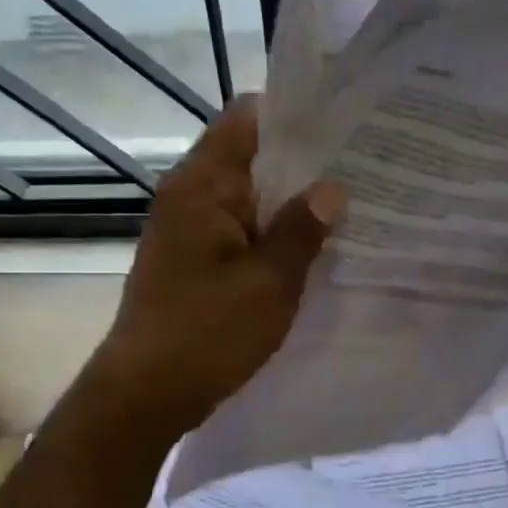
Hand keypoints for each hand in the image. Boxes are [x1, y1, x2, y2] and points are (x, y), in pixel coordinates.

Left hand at [90, 95, 344, 432]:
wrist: (144, 394)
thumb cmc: (206, 333)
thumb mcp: (269, 282)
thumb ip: (302, 230)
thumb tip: (333, 188)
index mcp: (202, 184)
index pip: (247, 117)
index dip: (295, 114)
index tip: (344, 122)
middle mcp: (190, 195)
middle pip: (250, 156)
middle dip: (304, 161)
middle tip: (363, 166)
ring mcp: (189, 229)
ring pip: (248, 197)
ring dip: (290, 201)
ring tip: (350, 202)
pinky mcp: (193, 261)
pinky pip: (240, 231)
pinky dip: (272, 232)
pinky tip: (312, 247)